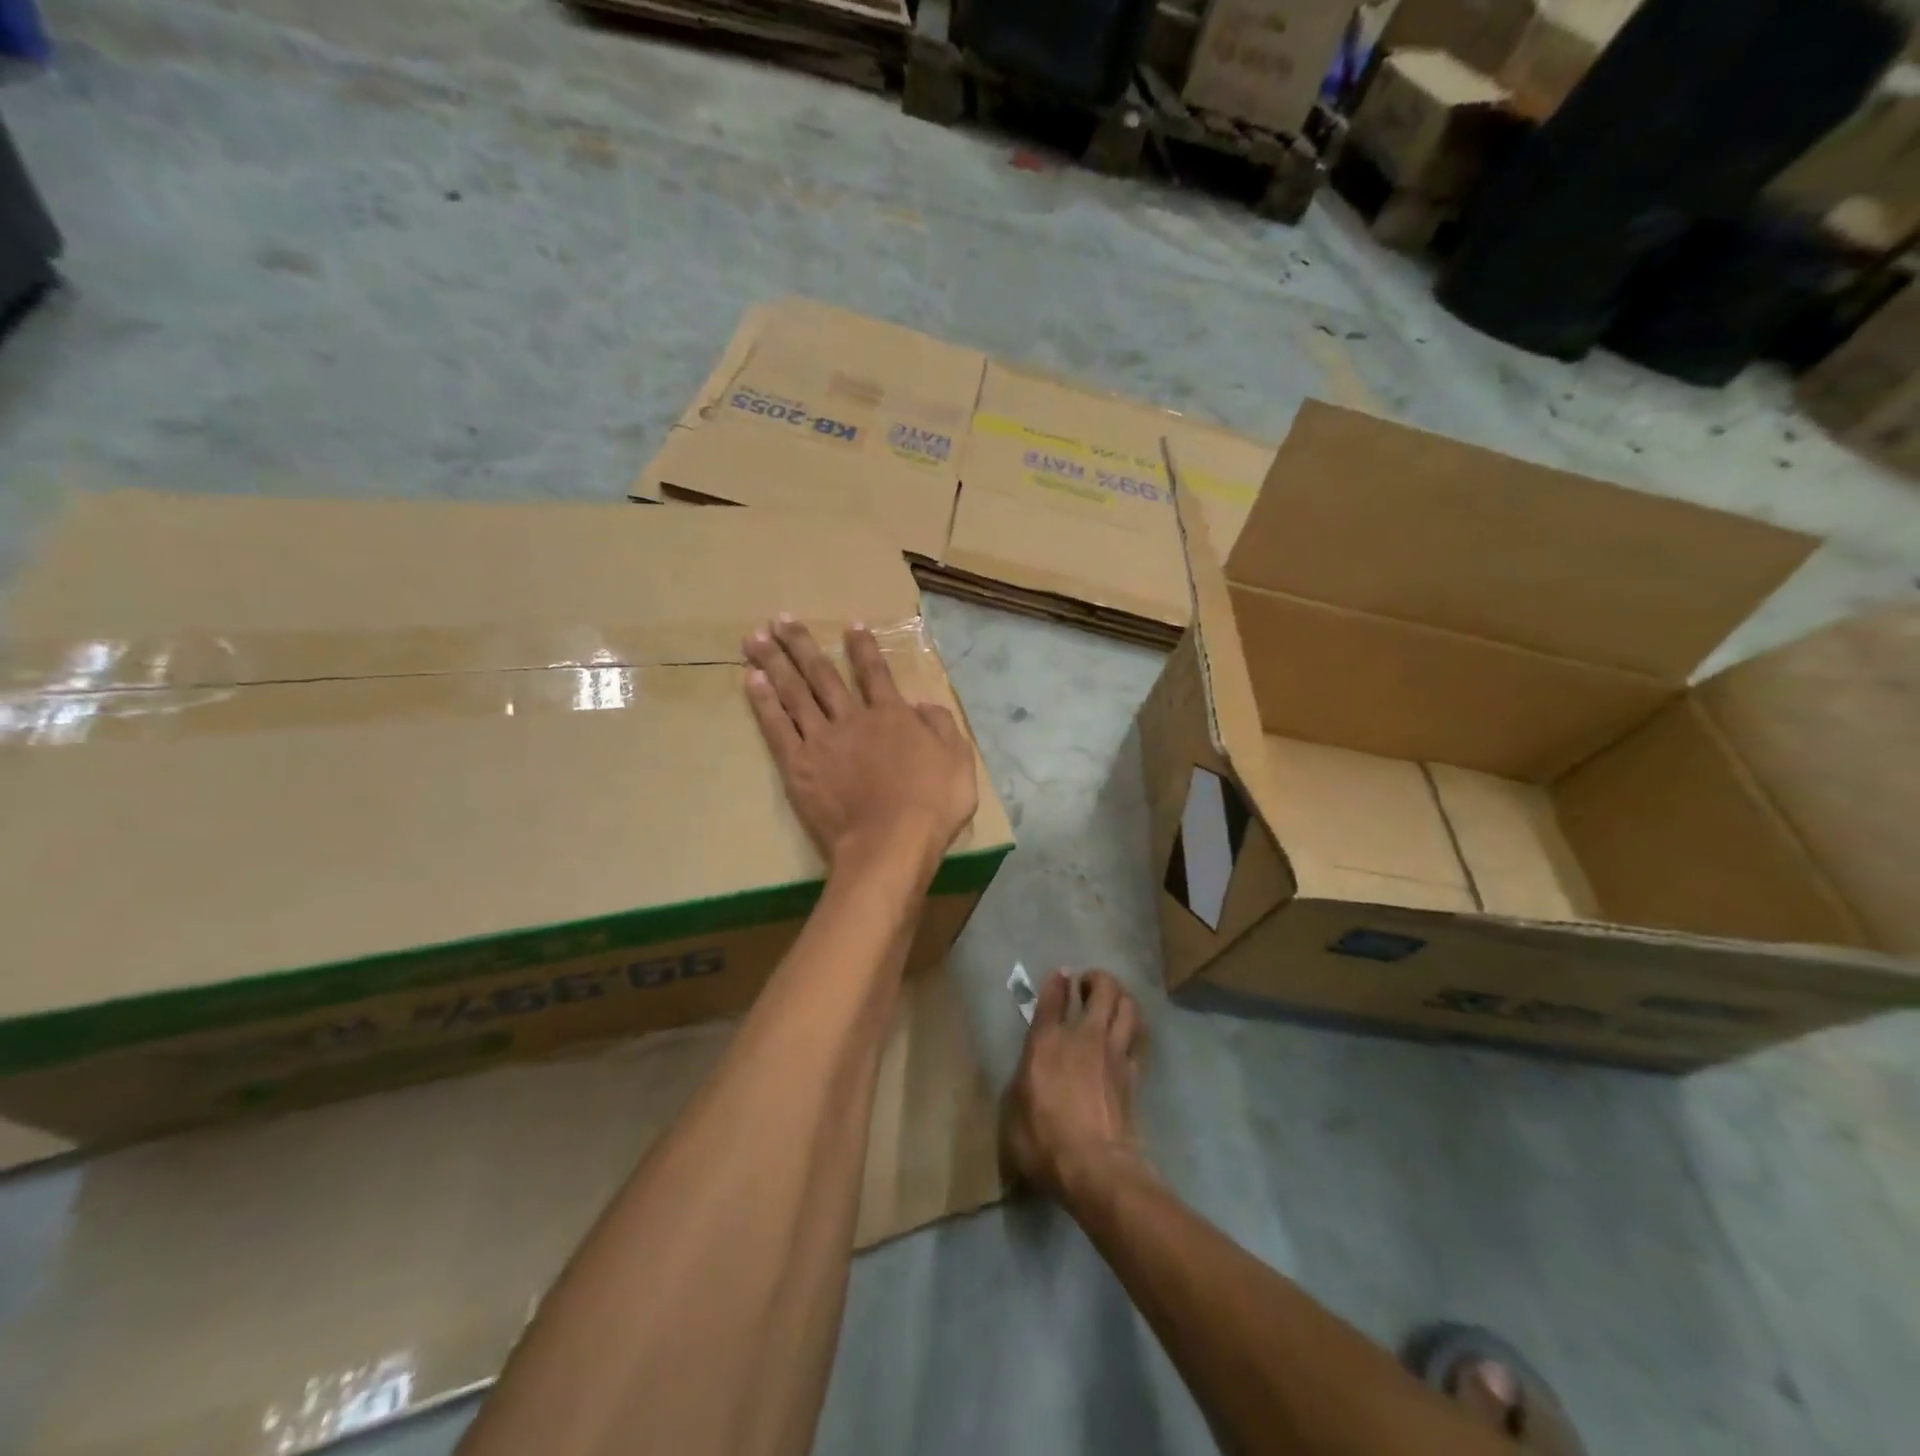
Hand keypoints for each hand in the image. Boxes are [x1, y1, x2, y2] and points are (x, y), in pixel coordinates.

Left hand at [744, 616, 977, 878]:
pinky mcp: (798, 766)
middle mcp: (852, 718)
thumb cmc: (931, 805)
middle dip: (801, 644)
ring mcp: (821, 740)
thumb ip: (942, 726)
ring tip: (754, 639)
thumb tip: (923, 705)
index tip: (850, 625)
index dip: (863, 647)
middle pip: (823, 674)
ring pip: (794, 692)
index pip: (875, 672)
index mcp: (891, 715)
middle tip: (780, 619)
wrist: (890, 843)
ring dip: (775, 663)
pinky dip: (764, 703)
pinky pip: (777, 727)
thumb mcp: (958, 761)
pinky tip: (752, 681)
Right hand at [1001, 970, 1147, 1204]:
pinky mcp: (1134, 1072)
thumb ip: (1021, 1082)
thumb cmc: (1043, 1141)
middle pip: (1101, 989)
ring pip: (1127, 1005)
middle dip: (1097, 979)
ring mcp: (1114, 1052)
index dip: (1057, 981)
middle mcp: (1082, 1036)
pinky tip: (1131, 1030)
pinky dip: (1136, 1026)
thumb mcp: (1012, 1111)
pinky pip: (1140, 1036)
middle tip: (1088, 985)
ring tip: (1113, 999)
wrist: (1095, 1168)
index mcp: (1046, 1042)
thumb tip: (1028, 1075)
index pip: (1053, 998)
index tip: (1062, 974)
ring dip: (1121, 995)